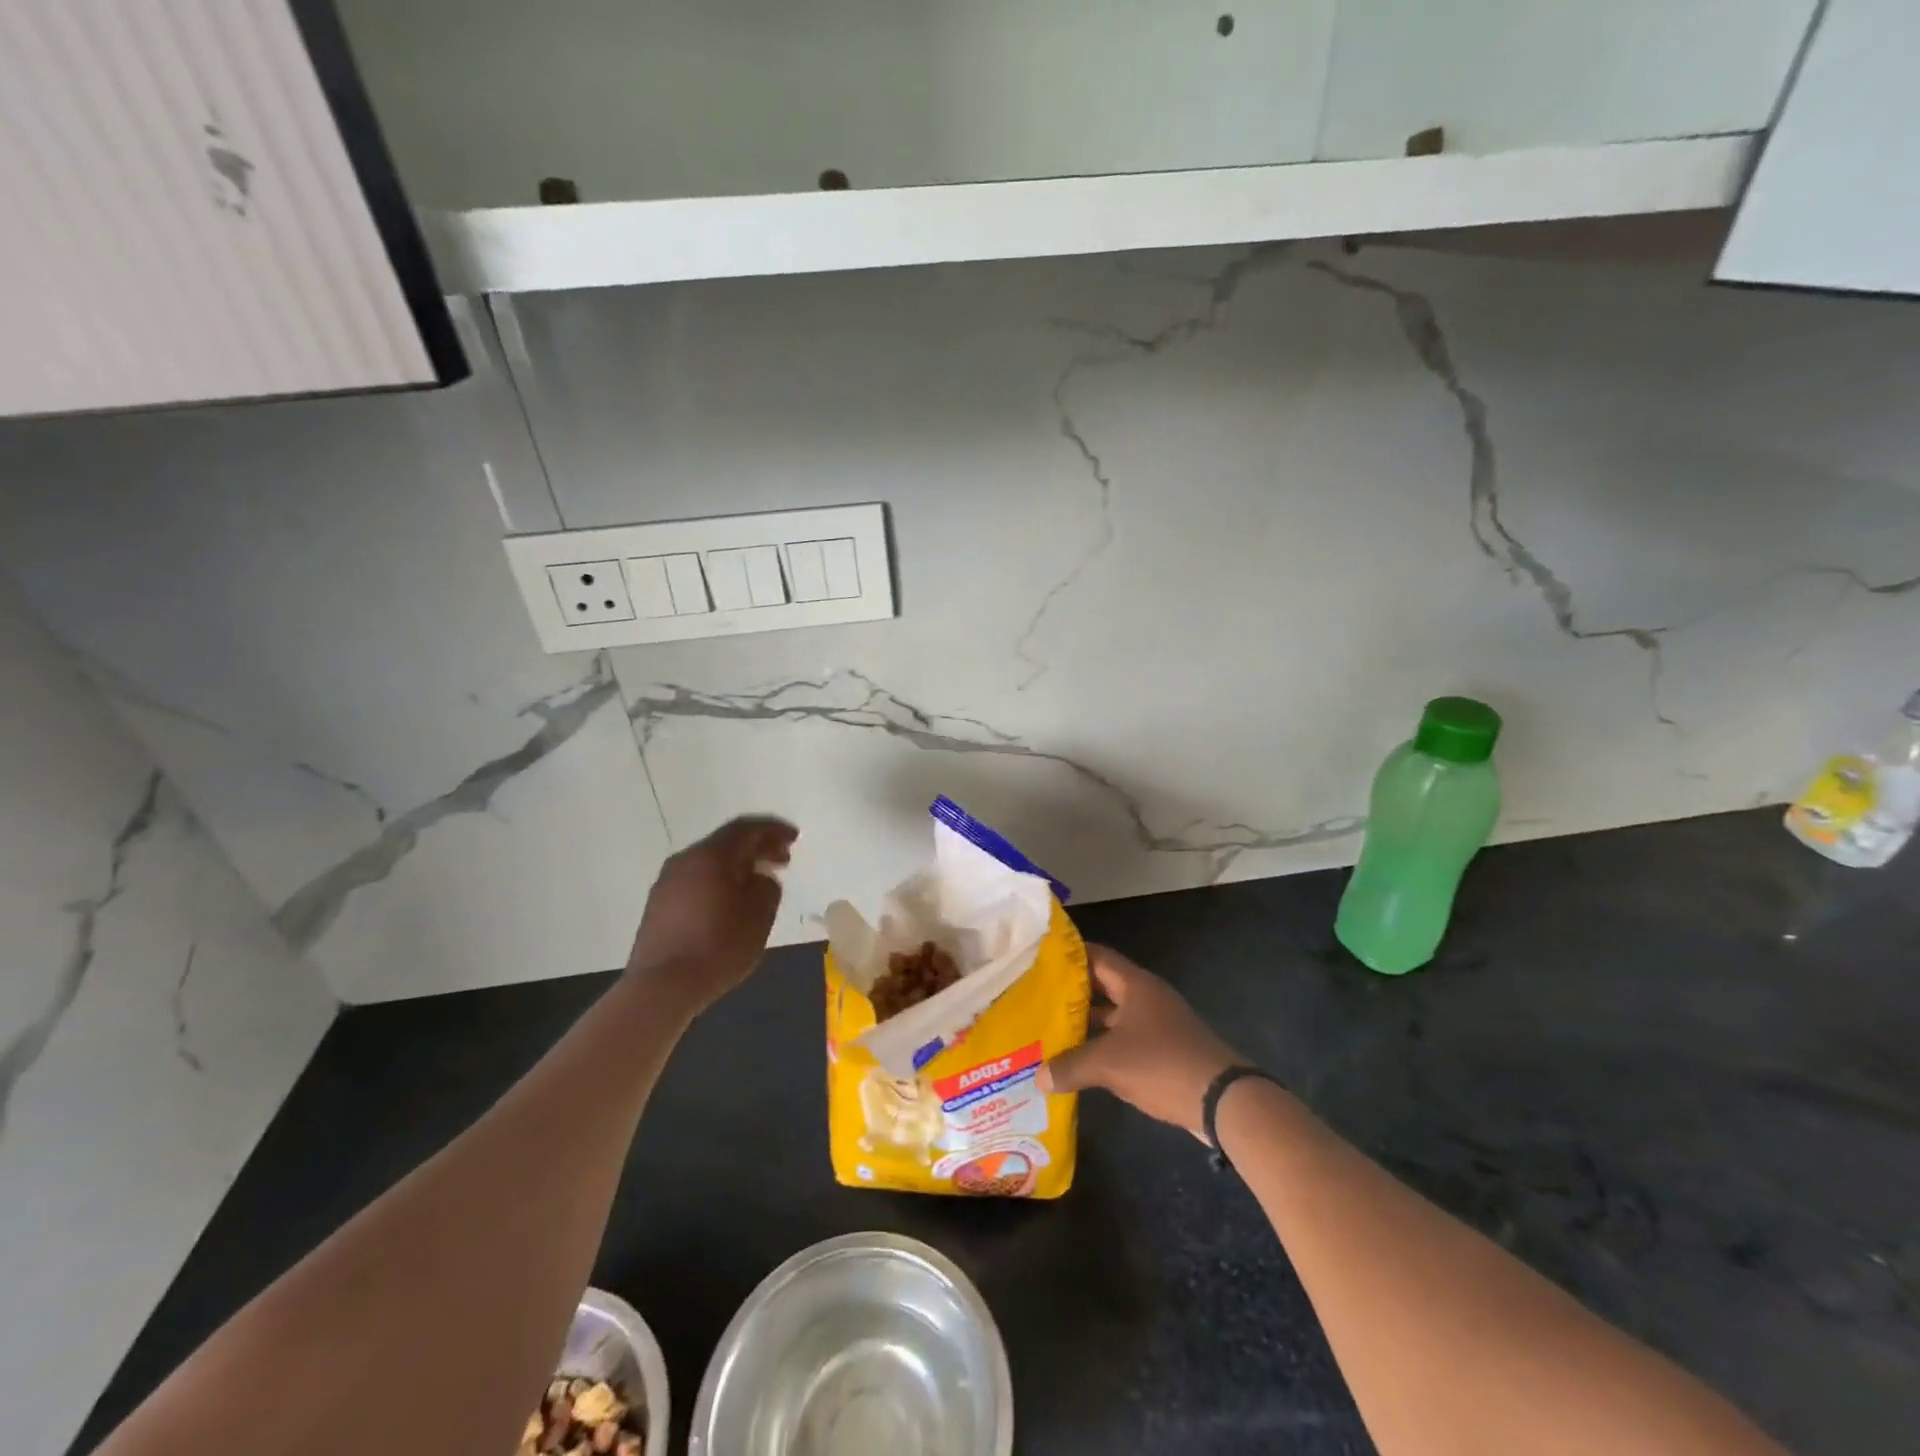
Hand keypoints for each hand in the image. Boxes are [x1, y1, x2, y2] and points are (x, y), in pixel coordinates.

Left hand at [626, 815, 796, 1012]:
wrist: (661, 986)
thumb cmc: (718, 947)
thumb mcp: (759, 916)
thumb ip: (767, 887)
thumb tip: (760, 878)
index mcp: (711, 856)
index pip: (747, 828)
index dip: (774, 830)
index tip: (794, 839)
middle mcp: (686, 860)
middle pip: (726, 842)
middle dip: (757, 847)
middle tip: (782, 859)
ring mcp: (667, 881)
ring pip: (710, 861)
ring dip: (737, 865)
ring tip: (759, 883)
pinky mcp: (658, 903)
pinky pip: (696, 879)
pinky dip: (719, 880)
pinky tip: (731, 902)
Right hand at [1038, 945, 1240, 1136]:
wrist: (1223, 1101)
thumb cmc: (1162, 1064)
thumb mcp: (1109, 1064)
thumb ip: (1070, 1066)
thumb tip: (1038, 1077)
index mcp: (1135, 985)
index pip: (1096, 956)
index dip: (1069, 957)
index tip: (1040, 961)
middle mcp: (1146, 997)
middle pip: (1103, 986)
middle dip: (1072, 994)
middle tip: (1038, 998)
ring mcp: (1158, 1024)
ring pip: (1114, 1016)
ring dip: (1087, 1024)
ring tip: (1051, 1031)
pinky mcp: (1164, 1050)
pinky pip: (1125, 1039)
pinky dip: (1104, 1046)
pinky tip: (1081, 1063)